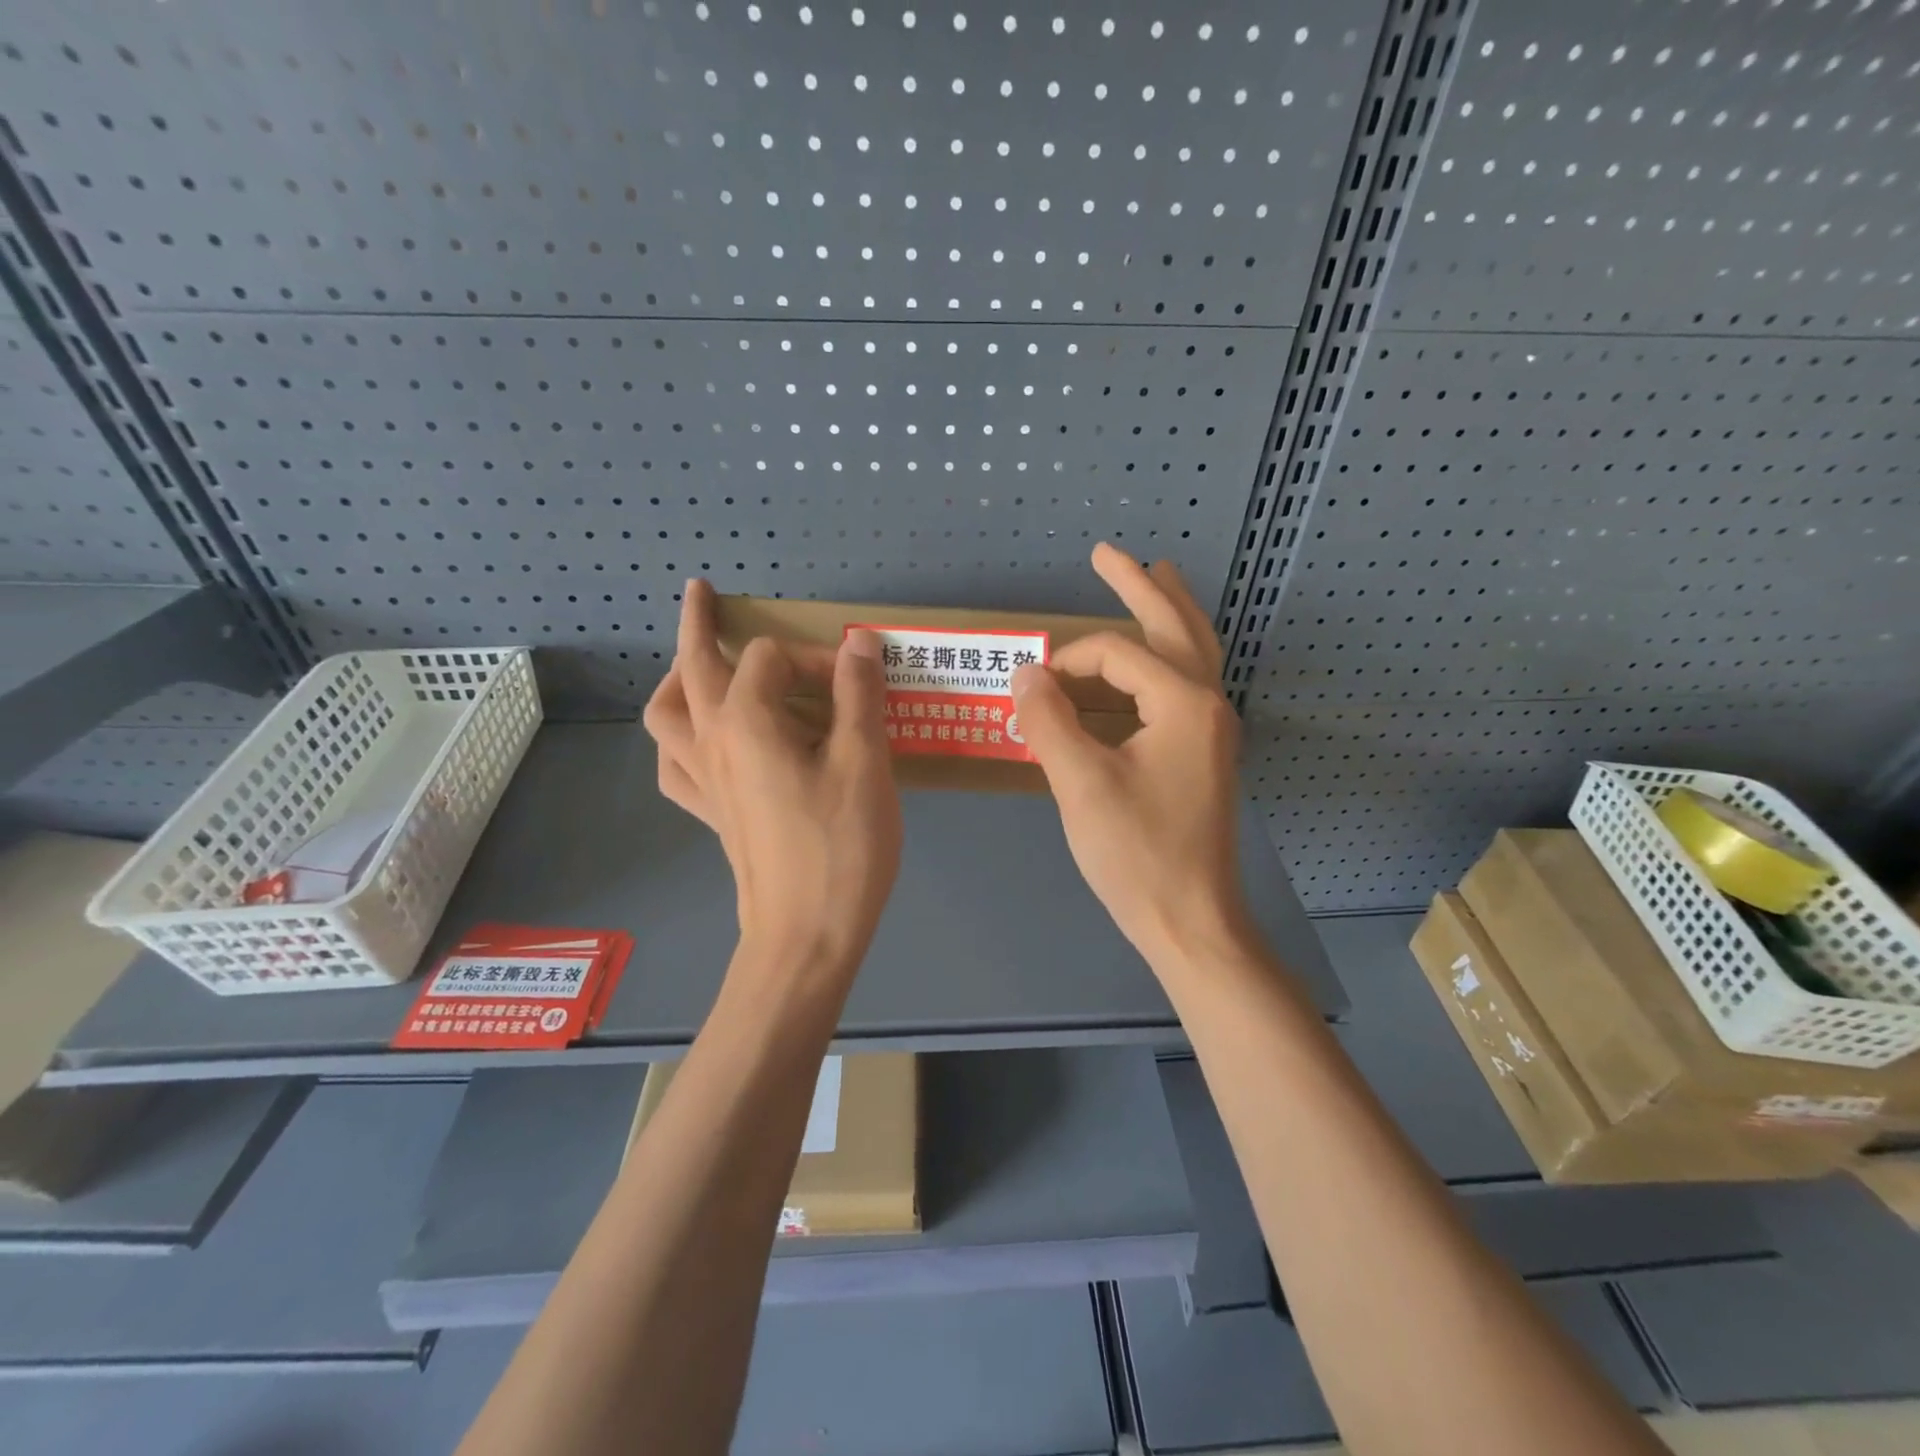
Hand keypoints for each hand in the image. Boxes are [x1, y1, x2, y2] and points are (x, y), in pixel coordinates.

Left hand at [643, 580, 902, 970]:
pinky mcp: (711, 815)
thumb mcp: (864, 762)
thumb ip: (858, 695)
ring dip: (677, 682)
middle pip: (692, 669)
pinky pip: (675, 767)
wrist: (806, 935)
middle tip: (701, 593)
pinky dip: (679, 743)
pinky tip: (701, 743)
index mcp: (747, 722)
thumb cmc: (841, 845)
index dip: (814, 658)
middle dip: (698, 625)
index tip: (855, 682)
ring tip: (695, 668)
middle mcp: (711, 743)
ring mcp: (703, 782)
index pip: (770, 659)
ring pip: (666, 717)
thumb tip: (858, 642)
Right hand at [1011, 544, 1249, 969]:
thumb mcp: (1082, 785)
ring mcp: (1213, 730)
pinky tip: (1151, 658)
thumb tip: (1025, 673)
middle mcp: (1209, 704)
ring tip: (1154, 575)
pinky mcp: (1205, 753)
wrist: (1192, 921)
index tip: (1031, 685)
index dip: (1068, 659)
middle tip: (1108, 551)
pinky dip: (1167, 654)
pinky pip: (1188, 682)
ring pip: (1194, 651)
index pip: (1118, 654)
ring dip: (1169, 610)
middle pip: (1177, 625)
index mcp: (1184, 703)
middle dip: (1141, 584)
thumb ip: (1049, 721)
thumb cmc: (1137, 855)